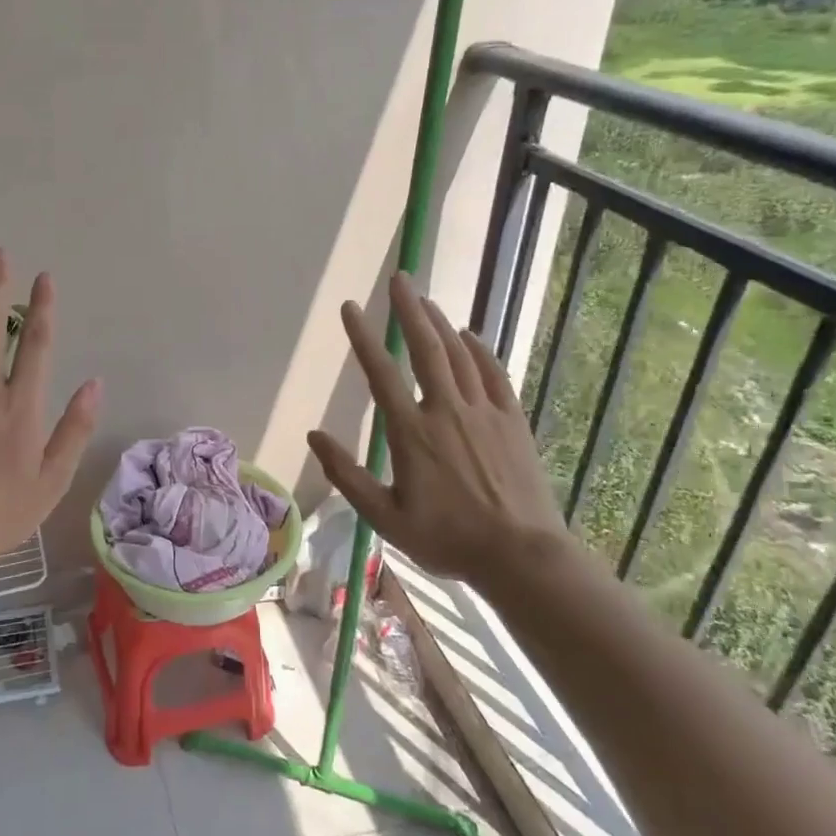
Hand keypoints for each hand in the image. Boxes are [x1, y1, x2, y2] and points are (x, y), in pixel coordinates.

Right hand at [307, 272, 572, 588]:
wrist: (521, 556)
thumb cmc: (447, 539)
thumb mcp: (384, 517)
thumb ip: (346, 475)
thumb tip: (314, 437)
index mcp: (411, 433)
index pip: (381, 373)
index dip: (363, 337)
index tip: (350, 308)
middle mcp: (446, 411)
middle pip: (426, 348)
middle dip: (409, 310)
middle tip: (398, 279)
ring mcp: (483, 412)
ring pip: (459, 355)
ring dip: (440, 323)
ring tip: (424, 299)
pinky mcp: (511, 421)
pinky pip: (493, 373)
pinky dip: (479, 350)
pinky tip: (470, 335)